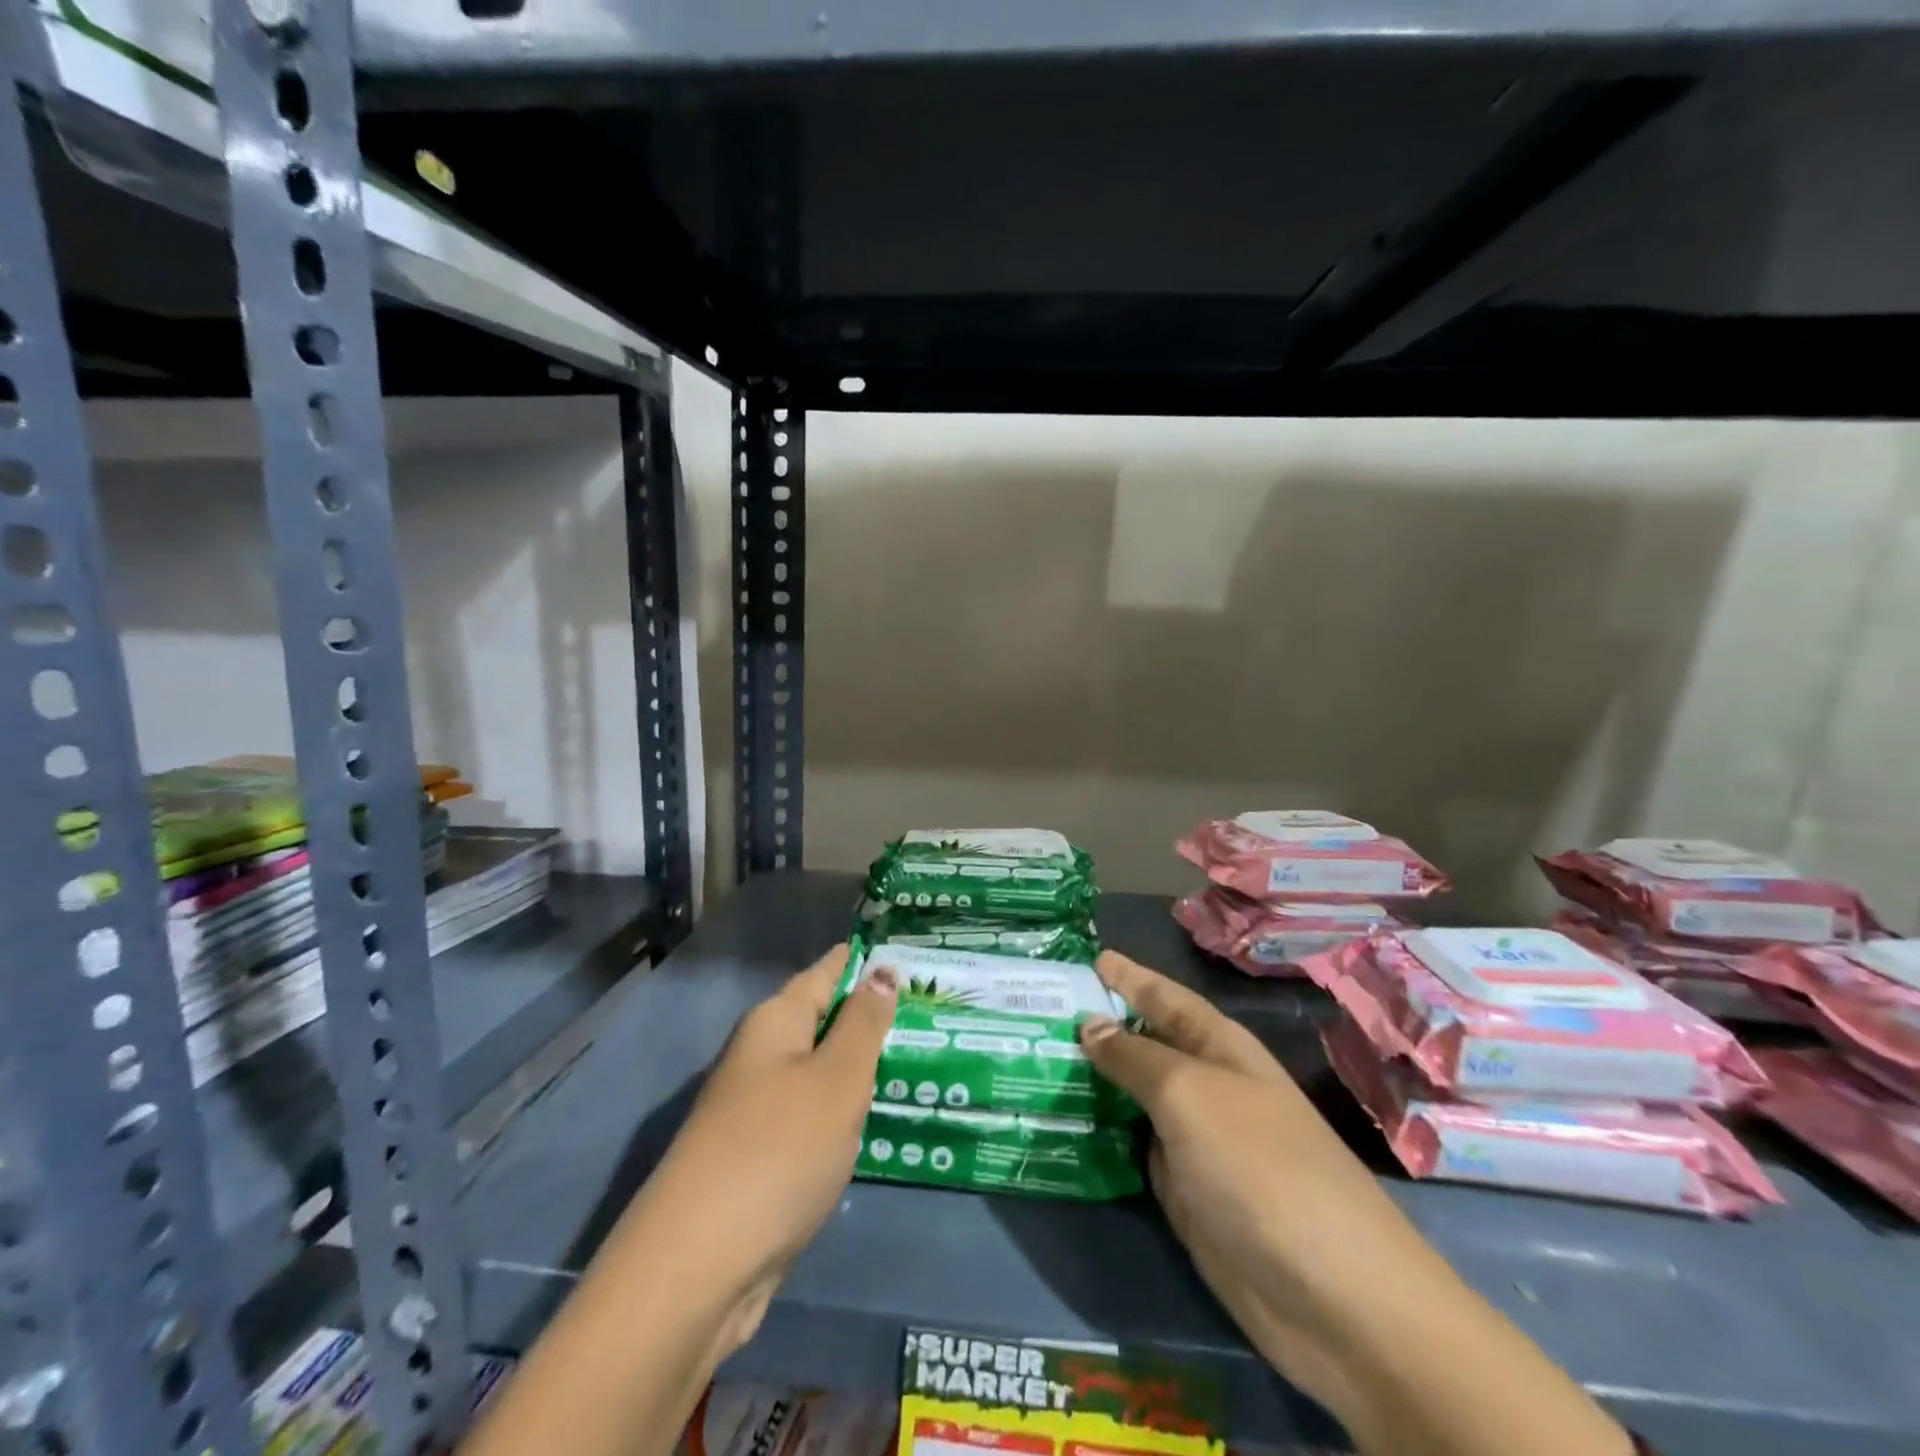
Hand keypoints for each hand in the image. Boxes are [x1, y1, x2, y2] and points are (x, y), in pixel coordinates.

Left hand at [617, 944, 898, 1357]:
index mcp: (775, 1022)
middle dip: (870, 1013)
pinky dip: (846, 1110)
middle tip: (931, 1003)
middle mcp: (761, 1056)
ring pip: (820, 1071)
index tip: (906, 948)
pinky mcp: (762, 1158)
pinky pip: (815, 1115)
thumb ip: (864, 1024)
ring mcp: (758, 1109)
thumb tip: (882, 972)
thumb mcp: (836, 1078)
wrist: (698, 1266)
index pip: (826, 972)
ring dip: (861, 1065)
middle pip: (823, 1021)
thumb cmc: (778, 1150)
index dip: (862, 959)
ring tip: (919, 1054)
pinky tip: (878, 1117)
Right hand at [1079, 951, 1631, 1455]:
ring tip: (1029, 1060)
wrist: (1334, 1298)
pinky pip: (1130, 1150)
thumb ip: (1135, 1058)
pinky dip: (1097, 1136)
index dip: (1127, 976)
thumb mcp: (1190, 1095)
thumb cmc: (1261, 1167)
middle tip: (1031, 1010)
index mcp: (1217, 1047)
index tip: (1086, 958)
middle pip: (1141, 1046)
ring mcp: (1193, 1142)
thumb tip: (1090, 1025)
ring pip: (1130, 1098)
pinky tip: (1057, 1125)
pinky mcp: (1183, 1193)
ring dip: (1088, 1083)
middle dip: (1094, 1028)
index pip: (1162, 997)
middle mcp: (1204, 1087)